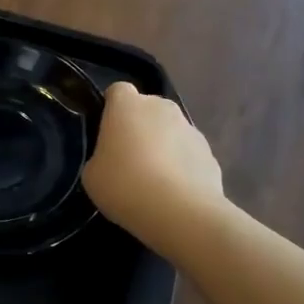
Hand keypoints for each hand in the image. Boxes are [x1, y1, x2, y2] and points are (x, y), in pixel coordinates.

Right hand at [83, 82, 224, 237]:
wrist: (180, 212)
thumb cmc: (124, 185)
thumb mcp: (92, 174)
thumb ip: (101, 157)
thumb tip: (112, 159)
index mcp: (127, 105)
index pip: (117, 91)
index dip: (112, 108)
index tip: (107, 132)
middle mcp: (161, 107)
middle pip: (147, 109)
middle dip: (140, 127)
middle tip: (129, 159)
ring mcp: (190, 128)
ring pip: (171, 131)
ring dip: (163, 147)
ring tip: (155, 181)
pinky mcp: (211, 153)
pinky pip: (189, 154)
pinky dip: (182, 167)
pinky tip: (175, 193)